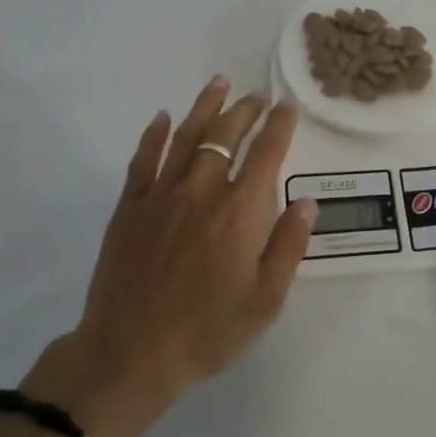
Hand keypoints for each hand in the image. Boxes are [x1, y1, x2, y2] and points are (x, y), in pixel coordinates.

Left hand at [24, 78, 314, 436]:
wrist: (129, 353)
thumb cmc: (206, 331)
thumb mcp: (265, 300)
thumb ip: (288, 246)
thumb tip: (306, 202)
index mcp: (240, 212)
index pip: (266, 154)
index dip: (279, 126)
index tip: (287, 106)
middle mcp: (202, 191)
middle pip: (226, 135)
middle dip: (246, 110)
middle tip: (258, 96)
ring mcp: (161, 195)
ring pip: (185, 136)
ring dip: (205, 107)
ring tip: (219, 83)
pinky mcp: (129, 207)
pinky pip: (143, 160)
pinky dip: (154, 135)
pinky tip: (162, 117)